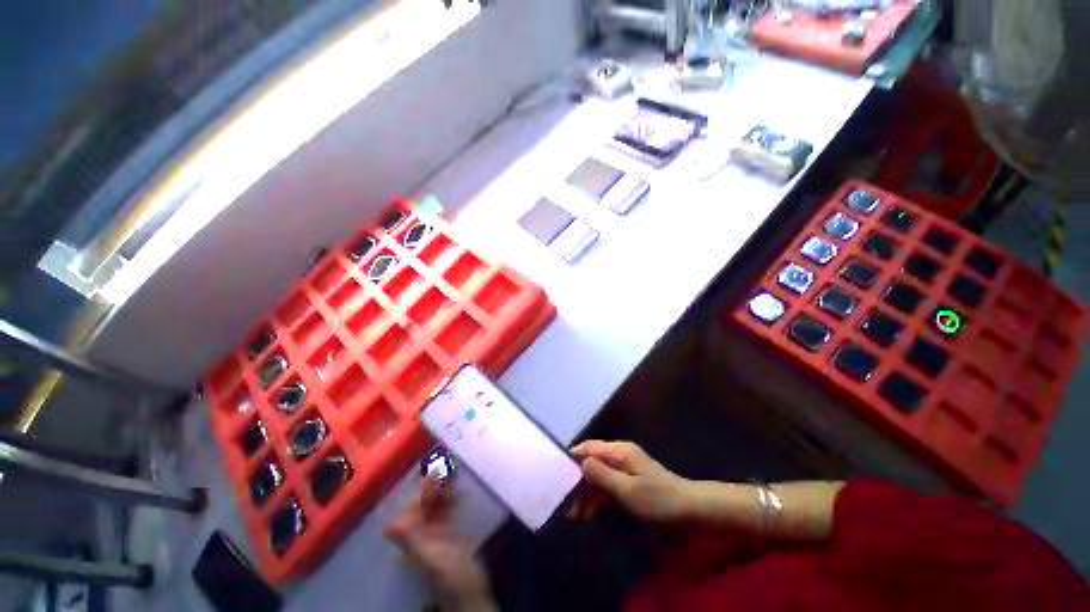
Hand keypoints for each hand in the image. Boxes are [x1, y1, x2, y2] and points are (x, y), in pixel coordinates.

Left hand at [385, 479, 495, 611]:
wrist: (472, 593)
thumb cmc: (452, 575)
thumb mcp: (433, 557)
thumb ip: (412, 541)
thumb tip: (388, 525)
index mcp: (412, 540)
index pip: (410, 510)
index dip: (419, 491)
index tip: (433, 473)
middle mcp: (420, 534)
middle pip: (421, 505)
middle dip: (431, 486)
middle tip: (446, 465)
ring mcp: (434, 533)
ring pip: (433, 505)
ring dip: (441, 488)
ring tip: (451, 469)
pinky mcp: (448, 532)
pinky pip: (445, 509)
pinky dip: (449, 496)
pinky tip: (455, 485)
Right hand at [571, 440, 696, 522]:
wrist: (691, 510)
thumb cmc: (658, 499)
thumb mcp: (627, 489)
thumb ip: (602, 475)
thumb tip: (580, 462)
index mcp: (619, 451)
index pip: (588, 448)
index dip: (572, 459)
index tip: (556, 475)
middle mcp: (619, 455)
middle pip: (591, 462)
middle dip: (577, 481)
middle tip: (564, 503)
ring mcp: (625, 468)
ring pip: (598, 476)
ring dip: (586, 493)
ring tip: (573, 514)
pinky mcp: (630, 481)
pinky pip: (608, 485)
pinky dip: (598, 498)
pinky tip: (589, 513)